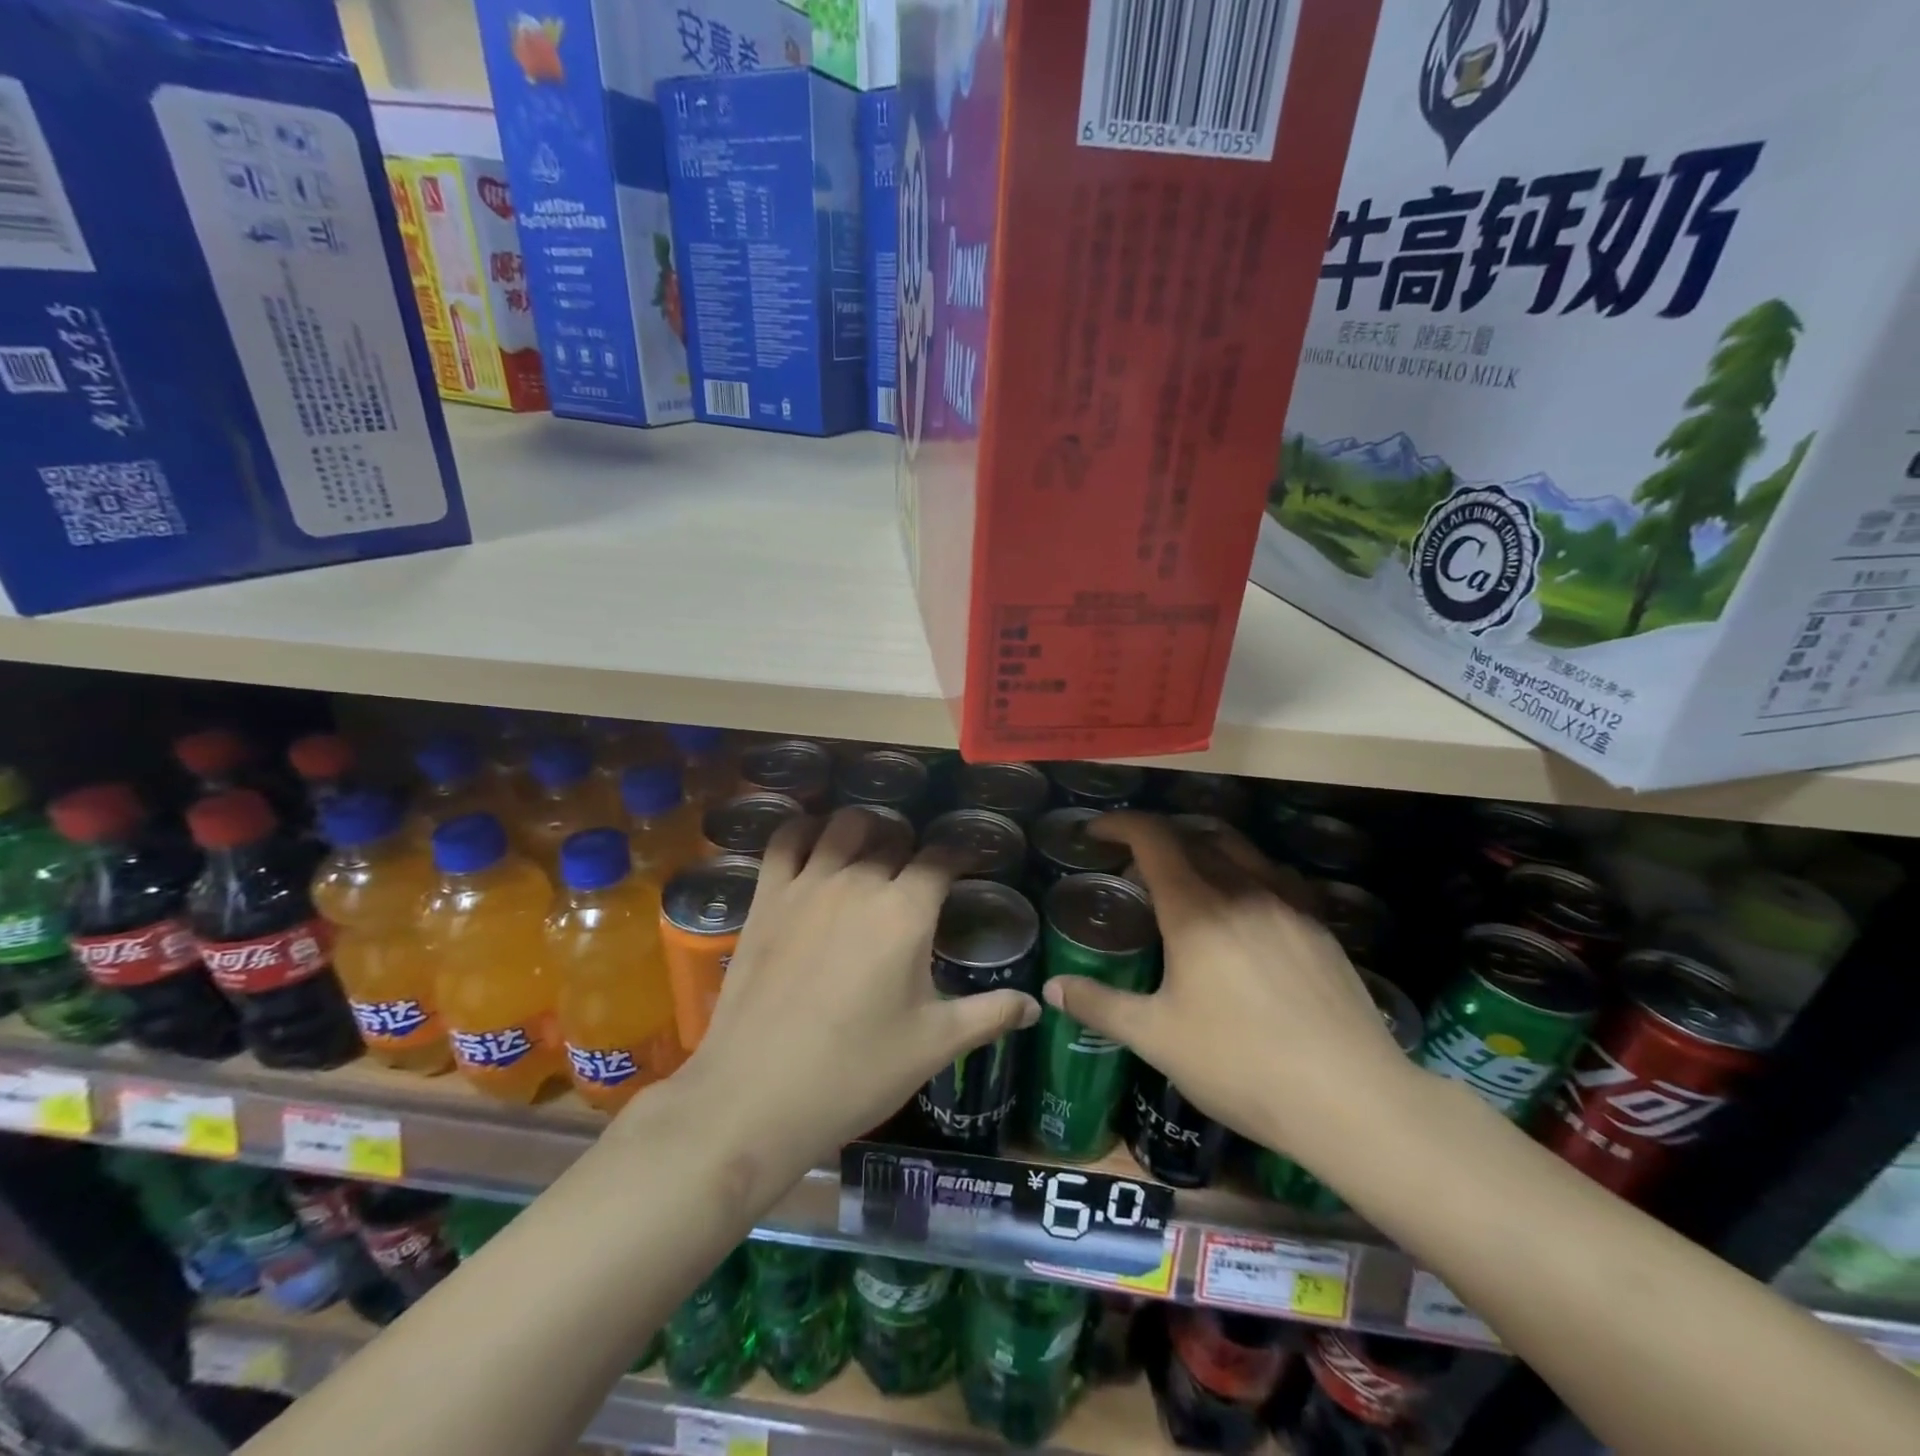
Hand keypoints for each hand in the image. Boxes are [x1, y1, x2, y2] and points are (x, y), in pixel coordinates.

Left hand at [666, 808, 1039, 1175]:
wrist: (756, 1096)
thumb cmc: (856, 1072)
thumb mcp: (934, 1046)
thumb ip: (989, 1015)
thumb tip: (1035, 1006)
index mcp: (906, 911)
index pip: (942, 857)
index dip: (960, 853)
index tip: (968, 861)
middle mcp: (859, 881)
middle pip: (893, 835)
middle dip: (912, 844)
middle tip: (918, 870)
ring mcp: (807, 884)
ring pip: (842, 826)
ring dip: (865, 828)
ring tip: (872, 847)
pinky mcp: (766, 897)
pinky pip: (785, 840)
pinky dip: (804, 829)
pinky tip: (814, 839)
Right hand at [1042, 813, 1412, 1155]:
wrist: (1350, 1098)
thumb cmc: (1240, 1064)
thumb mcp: (1156, 1037)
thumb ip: (1100, 1005)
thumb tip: (1052, 989)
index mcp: (1196, 908)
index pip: (1153, 839)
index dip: (1120, 825)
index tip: (1095, 833)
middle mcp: (1243, 890)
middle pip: (1195, 837)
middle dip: (1157, 840)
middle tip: (1133, 869)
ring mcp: (1288, 905)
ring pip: (1241, 849)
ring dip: (1203, 847)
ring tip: (1187, 877)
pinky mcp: (1320, 927)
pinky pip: (1276, 876)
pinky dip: (1247, 871)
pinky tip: (1246, 907)